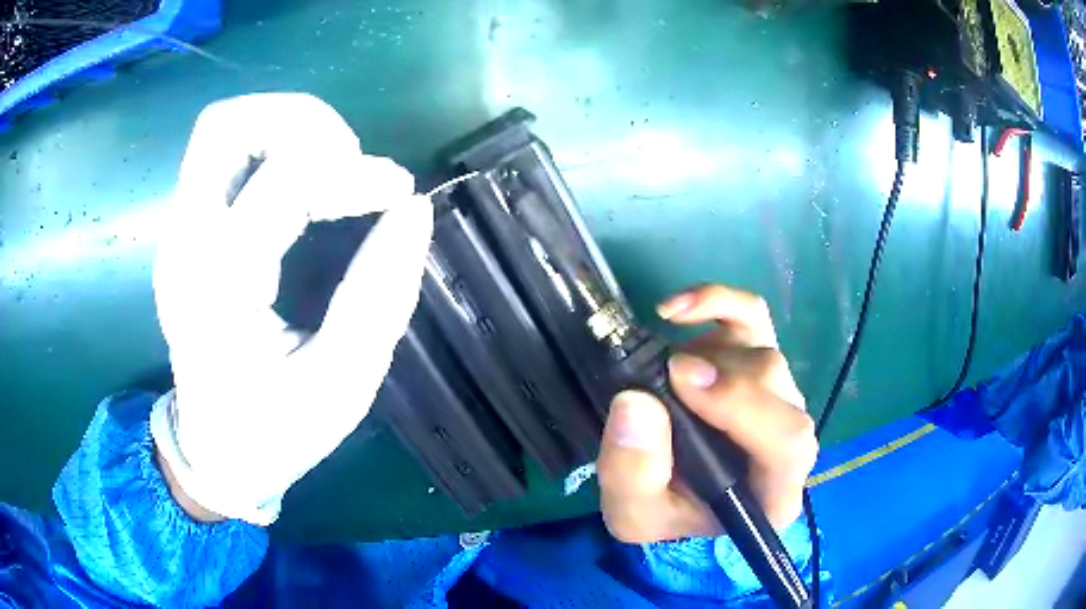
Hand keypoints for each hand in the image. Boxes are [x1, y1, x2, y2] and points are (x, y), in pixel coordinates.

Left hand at [150, 93, 432, 524]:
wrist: (213, 453)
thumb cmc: (274, 434)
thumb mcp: (341, 386)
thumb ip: (379, 296)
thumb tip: (413, 211)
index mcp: (219, 290)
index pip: (283, 181)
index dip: (353, 172)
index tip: (399, 191)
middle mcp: (185, 246)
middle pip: (225, 126)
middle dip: (301, 121)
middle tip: (349, 160)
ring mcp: (178, 234)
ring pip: (220, 129)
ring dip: (285, 127)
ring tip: (332, 165)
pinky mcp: (185, 233)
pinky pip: (222, 156)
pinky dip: (271, 146)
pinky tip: (304, 182)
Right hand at [598, 285, 816, 542]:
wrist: (672, 492)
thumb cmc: (664, 510)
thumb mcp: (633, 512)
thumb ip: (632, 473)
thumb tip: (636, 402)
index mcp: (774, 489)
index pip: (789, 443)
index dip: (743, 406)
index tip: (683, 381)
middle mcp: (789, 436)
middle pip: (776, 387)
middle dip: (720, 376)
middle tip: (666, 374)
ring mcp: (776, 391)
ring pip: (764, 350)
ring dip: (708, 353)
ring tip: (664, 370)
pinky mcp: (755, 356)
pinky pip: (751, 313)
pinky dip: (715, 301)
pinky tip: (674, 310)